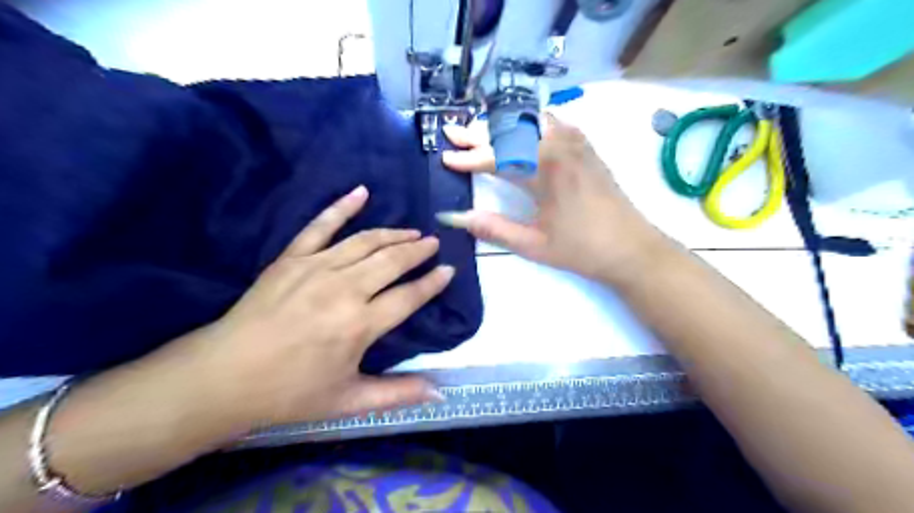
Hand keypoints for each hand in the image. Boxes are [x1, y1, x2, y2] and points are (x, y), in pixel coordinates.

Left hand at [167, 185, 450, 432]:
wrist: (224, 376)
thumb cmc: (290, 392)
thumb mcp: (349, 401)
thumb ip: (398, 394)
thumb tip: (441, 395)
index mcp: (361, 324)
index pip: (409, 296)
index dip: (432, 283)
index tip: (448, 270)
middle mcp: (345, 289)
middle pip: (391, 261)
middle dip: (417, 250)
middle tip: (433, 243)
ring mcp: (317, 268)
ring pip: (366, 241)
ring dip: (393, 234)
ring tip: (411, 231)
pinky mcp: (292, 258)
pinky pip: (321, 225)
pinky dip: (342, 206)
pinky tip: (361, 192)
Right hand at [438, 115, 664, 282]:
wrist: (632, 248)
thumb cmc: (582, 249)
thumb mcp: (533, 245)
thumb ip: (493, 228)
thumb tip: (456, 217)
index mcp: (545, 170)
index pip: (497, 158)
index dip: (469, 158)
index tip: (445, 158)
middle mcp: (560, 147)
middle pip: (511, 131)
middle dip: (478, 132)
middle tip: (452, 131)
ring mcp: (577, 144)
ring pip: (532, 122)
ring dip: (503, 125)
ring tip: (480, 129)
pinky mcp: (587, 148)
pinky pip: (554, 123)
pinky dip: (531, 122)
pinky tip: (523, 127)